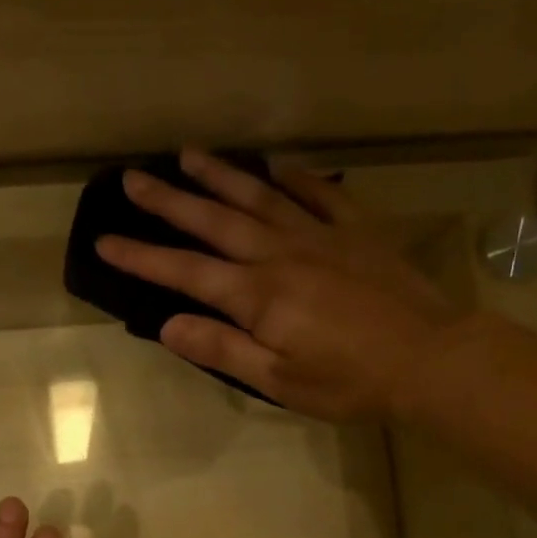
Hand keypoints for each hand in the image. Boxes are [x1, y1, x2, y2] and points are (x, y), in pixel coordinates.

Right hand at [96, 147, 459, 421]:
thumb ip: (223, 349)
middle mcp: (281, 253)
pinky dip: (295, 177)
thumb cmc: (350, 382)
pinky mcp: (357, 231)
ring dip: (222, 176)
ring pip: (261, 197)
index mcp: (258, 295)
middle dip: (169, 201)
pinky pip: (321, 193)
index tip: (105, 240)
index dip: (142, 256)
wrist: (430, 359)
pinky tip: (277, 167)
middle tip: (133, 177)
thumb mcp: (279, 380)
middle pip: (215, 221)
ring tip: (189, 155)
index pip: (186, 272)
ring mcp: (321, 235)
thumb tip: (169, 325)